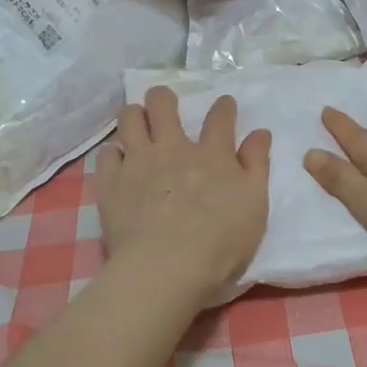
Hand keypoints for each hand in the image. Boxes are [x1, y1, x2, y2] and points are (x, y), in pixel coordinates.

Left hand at [95, 87, 271, 296]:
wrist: (167, 268)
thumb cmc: (220, 244)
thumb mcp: (255, 205)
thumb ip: (256, 166)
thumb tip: (260, 133)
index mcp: (212, 156)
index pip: (220, 119)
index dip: (224, 107)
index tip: (225, 103)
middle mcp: (173, 149)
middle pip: (162, 105)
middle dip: (163, 98)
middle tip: (164, 105)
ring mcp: (138, 162)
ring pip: (129, 119)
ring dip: (134, 115)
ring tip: (137, 124)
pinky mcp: (111, 182)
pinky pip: (107, 154)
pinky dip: (114, 154)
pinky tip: (118, 163)